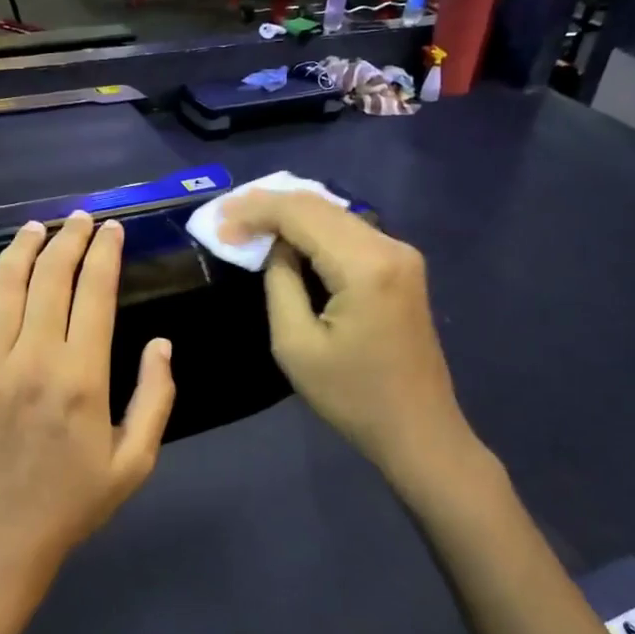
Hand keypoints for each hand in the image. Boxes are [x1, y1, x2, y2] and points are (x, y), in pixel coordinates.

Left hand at [0, 212, 176, 590]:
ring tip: (38, 227)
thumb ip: (156, 399)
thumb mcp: (134, 463)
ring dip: (23, 248)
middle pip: (51, 278)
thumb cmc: (69, 504)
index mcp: (81, 379)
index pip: (95, 293)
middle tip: (80, 220)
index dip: (105, 254)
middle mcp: (31, 361)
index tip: (112, 231)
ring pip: (3, 285)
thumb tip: (162, 343)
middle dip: (70, 239)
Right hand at [220, 191, 487, 494]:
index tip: (217, 221)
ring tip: (247, 219)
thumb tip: (274, 247)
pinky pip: (349, 231)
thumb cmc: (352, 396)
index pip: (300, 214)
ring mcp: (401, 253)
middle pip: (319, 205)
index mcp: (364, 265)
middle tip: (226, 215)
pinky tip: (285, 234)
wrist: (417, 428)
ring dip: (290, 213)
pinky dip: (313, 228)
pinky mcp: (401, 265)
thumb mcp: (295, 344)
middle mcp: (389, 245)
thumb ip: (280, 282)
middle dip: (269, 205)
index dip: (255, 211)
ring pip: (334, 213)